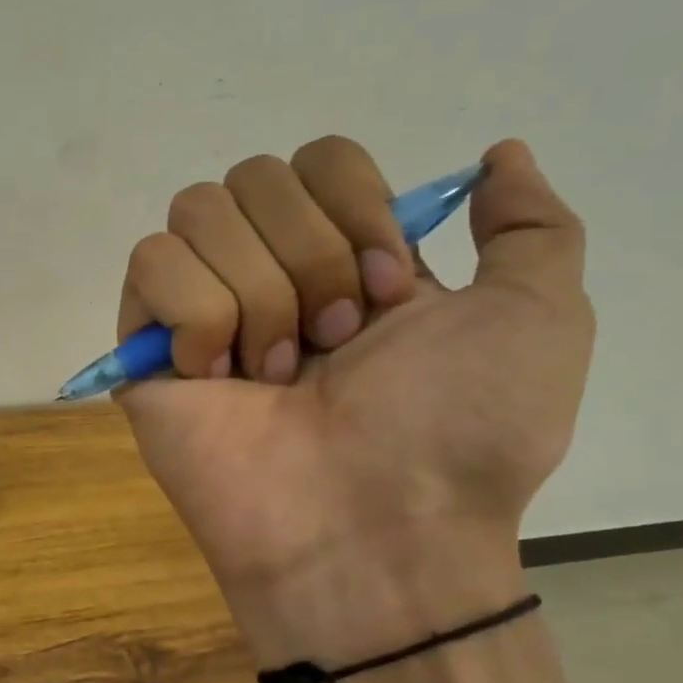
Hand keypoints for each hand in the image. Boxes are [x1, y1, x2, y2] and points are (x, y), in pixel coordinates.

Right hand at [116, 137, 592, 665]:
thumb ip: (531, 227)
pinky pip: (151, 264)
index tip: (391, 295)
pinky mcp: (146, 343)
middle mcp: (268, 268)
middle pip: (254, 176)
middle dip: (310, 259)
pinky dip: (197, 317)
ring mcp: (200, 306)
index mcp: (345, 255)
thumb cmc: (456, 433)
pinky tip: (217, 377)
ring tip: (276, 374)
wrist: (370, 530)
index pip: (320, 158)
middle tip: (334, 345)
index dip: (357, 209)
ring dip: (258, 295)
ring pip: (198, 211)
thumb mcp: (537, 320)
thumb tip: (499, 152)